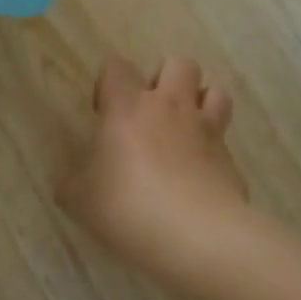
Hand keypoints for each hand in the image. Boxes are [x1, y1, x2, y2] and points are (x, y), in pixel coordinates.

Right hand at [60, 55, 271, 286]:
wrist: (197, 236)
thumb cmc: (129, 207)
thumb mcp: (81, 200)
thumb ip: (72, 183)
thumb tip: (69, 179)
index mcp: (127, 107)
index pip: (117, 65)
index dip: (110, 82)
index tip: (105, 112)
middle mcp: (169, 107)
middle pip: (179, 63)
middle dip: (167, 78)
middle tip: (152, 112)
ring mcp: (206, 129)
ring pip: (215, 91)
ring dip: (201, 102)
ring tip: (186, 129)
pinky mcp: (230, 159)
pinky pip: (225, 138)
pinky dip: (214, 148)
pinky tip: (202, 173)